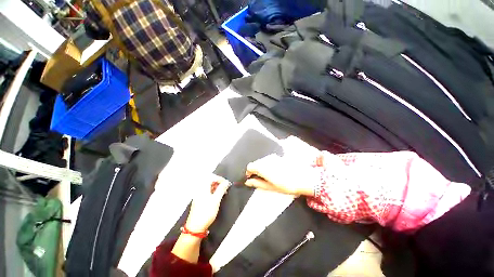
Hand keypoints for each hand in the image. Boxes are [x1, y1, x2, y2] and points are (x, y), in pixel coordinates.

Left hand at [185, 174, 229, 231]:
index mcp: (203, 187)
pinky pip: (207, 191)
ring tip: (223, 193)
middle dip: (218, 182)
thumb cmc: (205, 213)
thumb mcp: (216, 200)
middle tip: (225, 188)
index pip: (212, 177)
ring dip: (216, 187)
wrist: (195, 227)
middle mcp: (200, 189)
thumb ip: (221, 189)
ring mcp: (199, 195)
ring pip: (209, 186)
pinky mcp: (199, 200)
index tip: (226, 183)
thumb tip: (226, 182)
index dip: (220, 179)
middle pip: (210, 180)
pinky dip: (213, 192)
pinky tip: (217, 197)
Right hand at [244, 154, 318, 196]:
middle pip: (256, 163)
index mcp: (263, 167)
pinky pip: (269, 159)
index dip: (249, 172)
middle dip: (255, 170)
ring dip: (262, 167)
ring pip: (262, 160)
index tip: (251, 178)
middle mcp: (266, 159)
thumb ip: (257, 183)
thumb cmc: (286, 185)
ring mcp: (272, 157)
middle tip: (261, 178)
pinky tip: (275, 170)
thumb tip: (248, 182)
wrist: (303, 178)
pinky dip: (268, 164)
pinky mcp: (278, 156)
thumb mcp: (270, 187)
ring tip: (269, 175)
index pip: (250, 166)